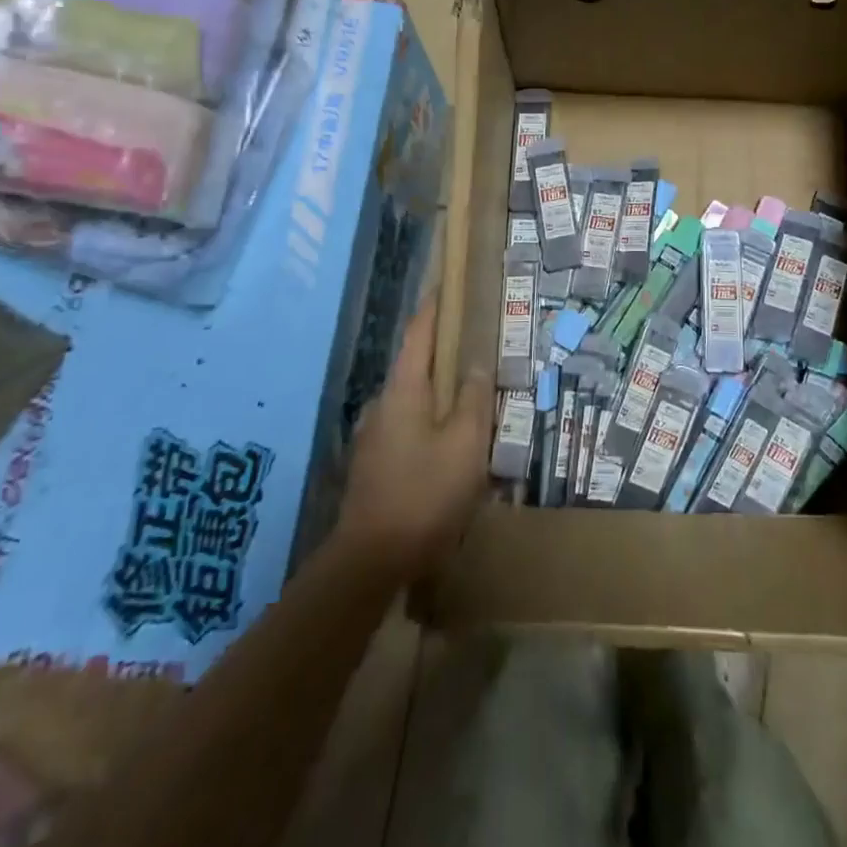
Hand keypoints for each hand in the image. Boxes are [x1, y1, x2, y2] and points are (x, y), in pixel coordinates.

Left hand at [336, 297, 492, 578]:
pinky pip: (407, 429)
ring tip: (470, 405)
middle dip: (444, 356)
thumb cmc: (425, 494)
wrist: (370, 561)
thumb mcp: (464, 443)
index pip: (419, 333)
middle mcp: (382, 405)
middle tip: (476, 353)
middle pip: (416, 367)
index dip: (434, 307)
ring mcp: (373, 436)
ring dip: (438, 396)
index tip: (446, 285)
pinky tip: (448, 448)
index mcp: (403, 390)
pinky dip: (429, 424)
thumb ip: (472, 399)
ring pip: (413, 402)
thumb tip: (476, 364)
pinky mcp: (373, 465)